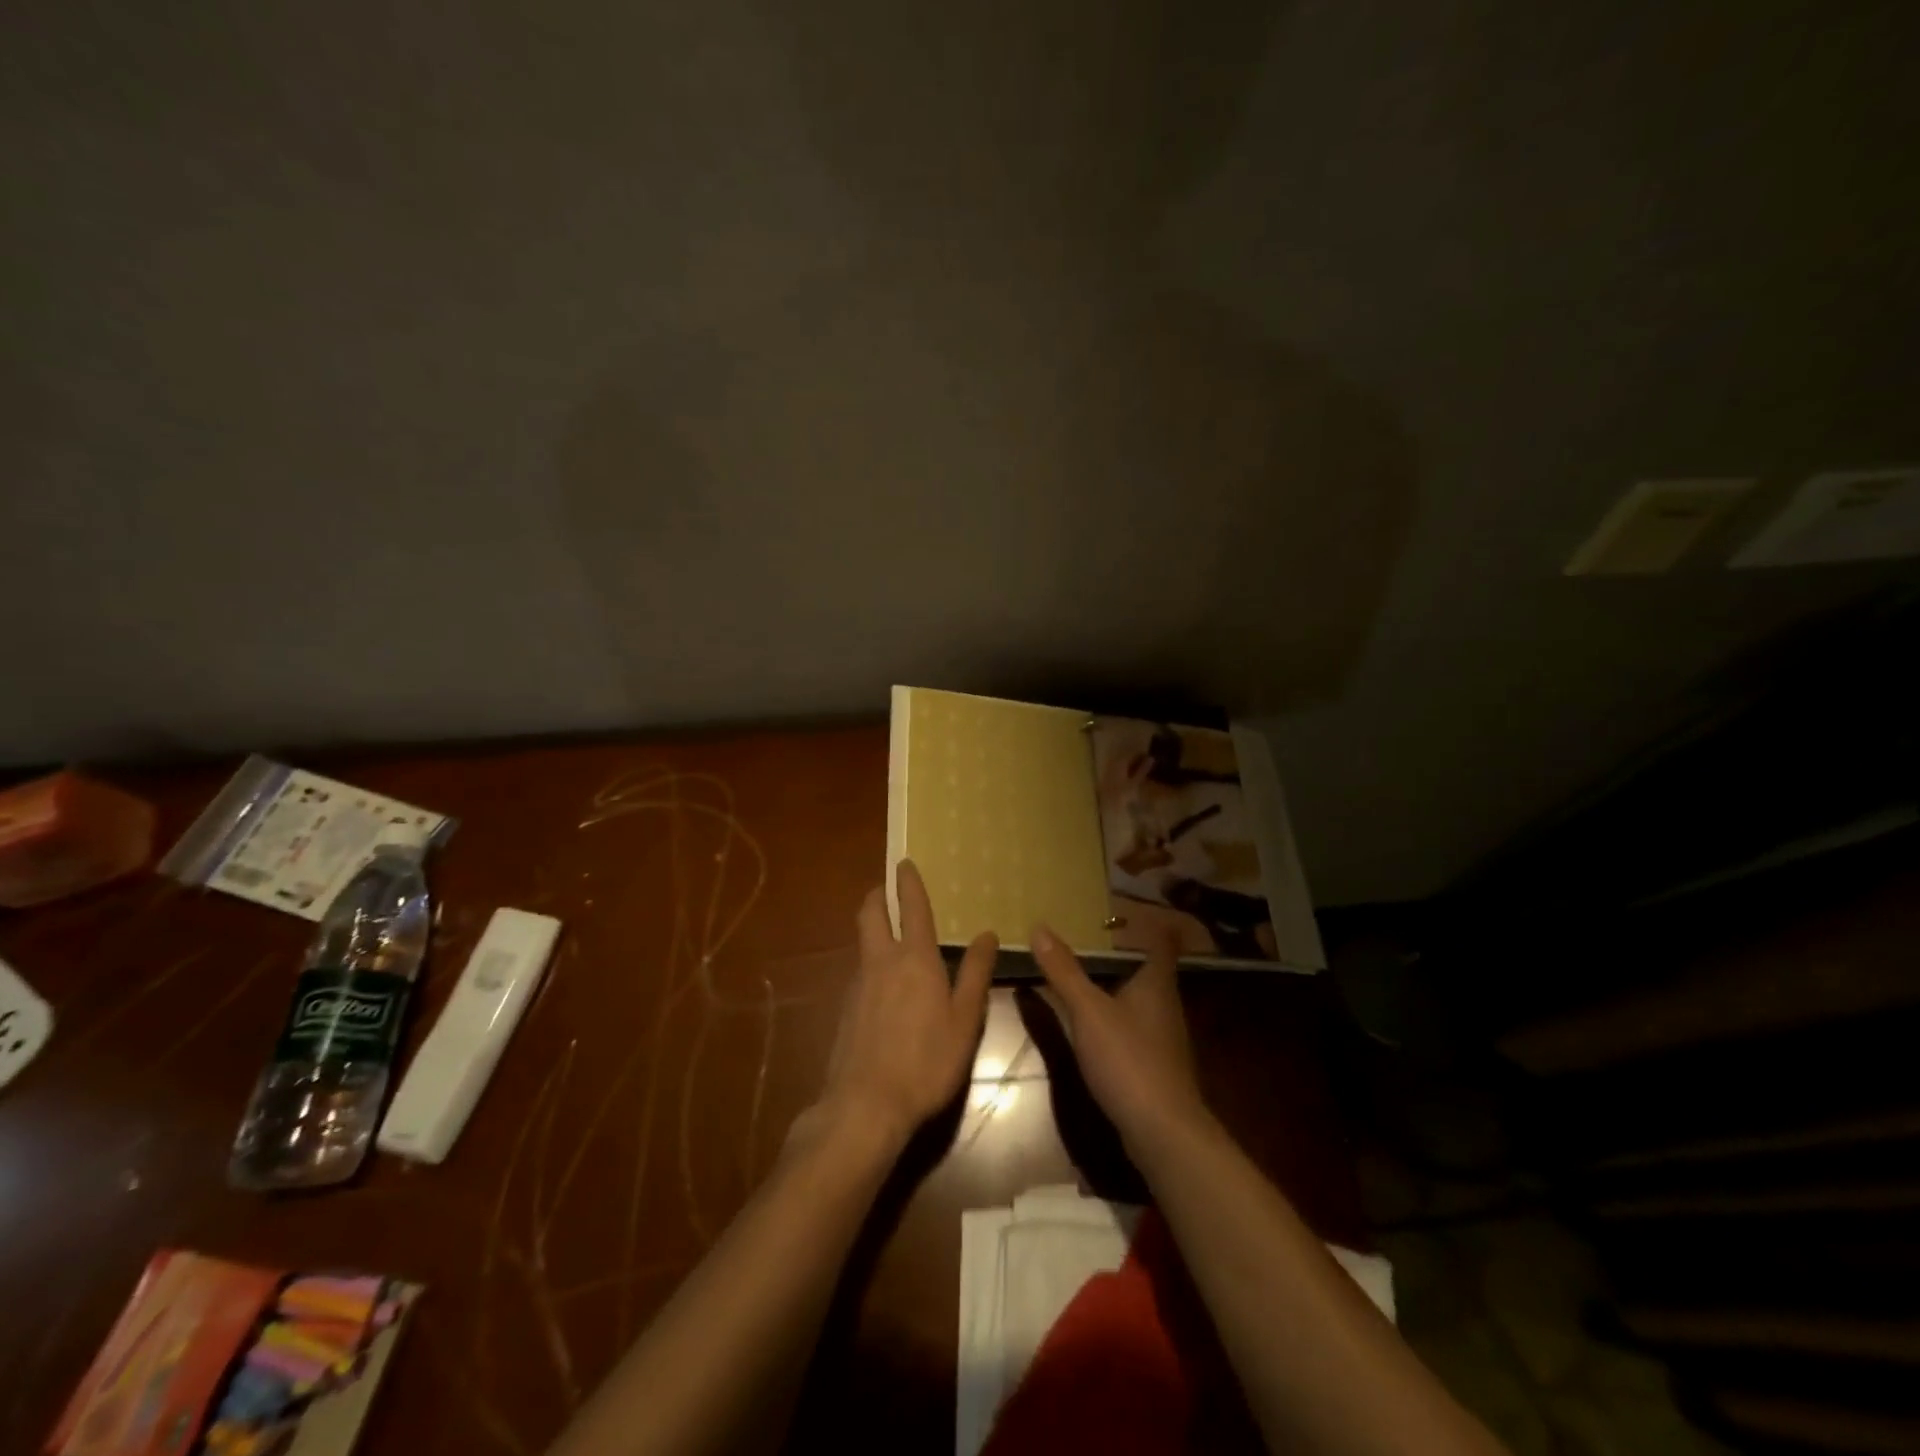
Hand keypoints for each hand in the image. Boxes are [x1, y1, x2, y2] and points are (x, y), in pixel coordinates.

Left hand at [807, 859, 997, 1152]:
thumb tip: (986, 934)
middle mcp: (881, 961)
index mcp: (915, 958)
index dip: (908, 882)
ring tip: (891, 935)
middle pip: (870, 914)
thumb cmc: (927, 1060)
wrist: (866, 1104)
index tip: (904, 862)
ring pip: (863, 943)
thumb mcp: (964, 1019)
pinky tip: (884, 987)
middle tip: (886, 888)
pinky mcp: (845, 1009)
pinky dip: (872, 963)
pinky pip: (860, 972)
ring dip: (873, 929)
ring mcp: (858, 984)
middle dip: (877, 895)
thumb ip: (975, 974)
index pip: (911, 907)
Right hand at [1029, 923, 1207, 1149]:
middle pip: (1152, 970)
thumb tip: (1039, 926)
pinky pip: (1137, 1028)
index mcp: (1156, 983)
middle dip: (1128, 954)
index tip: (1129, 911)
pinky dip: (1119, 1017)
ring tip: (1090, 976)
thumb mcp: (1088, 1011)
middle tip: (1095, 938)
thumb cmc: (1128, 1059)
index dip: (1152, 924)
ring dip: (1121, 987)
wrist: (1163, 1132)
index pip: (1163, 942)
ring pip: (1144, 1000)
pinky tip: (1098, 1026)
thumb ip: (1064, 971)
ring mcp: (1164, 1037)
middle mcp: (1166, 1004)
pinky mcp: (1157, 1066)